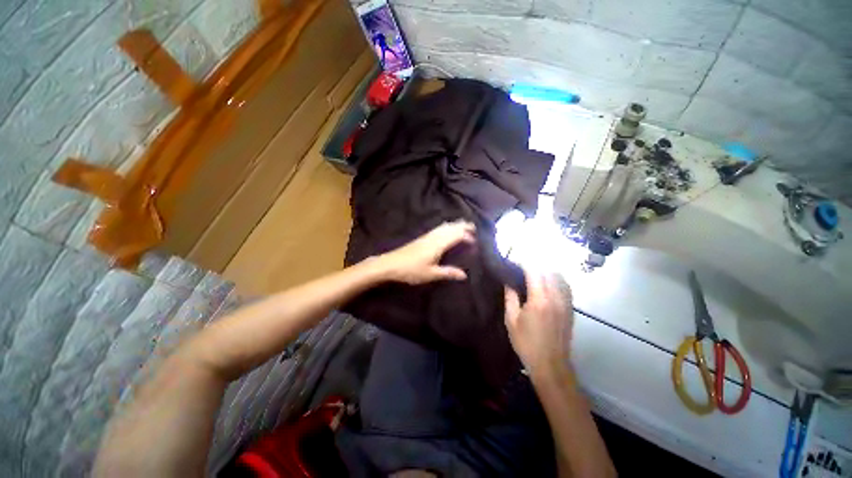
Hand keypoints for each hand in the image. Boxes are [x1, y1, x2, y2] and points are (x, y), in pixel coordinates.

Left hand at [378, 221, 475, 284]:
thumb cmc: (412, 270)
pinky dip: (446, 226)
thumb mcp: (431, 274)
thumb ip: (448, 273)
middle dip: (463, 226)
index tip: (474, 242)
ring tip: (463, 226)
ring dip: (455, 225)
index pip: (456, 235)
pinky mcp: (422, 237)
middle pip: (451, 227)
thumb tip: (464, 275)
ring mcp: (427, 236)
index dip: (466, 236)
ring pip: (444, 226)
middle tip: (473, 227)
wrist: (391, 264)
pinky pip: (438, 228)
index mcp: (438, 244)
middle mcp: (434, 237)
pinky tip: (446, 229)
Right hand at [504, 272, 573, 378]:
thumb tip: (508, 282)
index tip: (513, 263)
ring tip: (533, 274)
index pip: (534, 271)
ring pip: (559, 277)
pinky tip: (547, 284)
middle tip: (520, 268)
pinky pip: (566, 287)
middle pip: (548, 271)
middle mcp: (556, 297)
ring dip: (546, 271)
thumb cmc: (527, 343)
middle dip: (534, 265)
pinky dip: (556, 280)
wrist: (551, 365)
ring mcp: (566, 303)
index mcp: (539, 299)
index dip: (523, 263)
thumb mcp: (511, 320)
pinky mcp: (571, 309)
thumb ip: (510, 298)